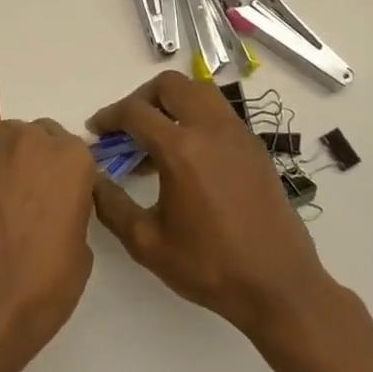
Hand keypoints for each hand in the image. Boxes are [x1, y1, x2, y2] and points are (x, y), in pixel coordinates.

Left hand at [0, 73, 96, 371]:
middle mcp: (33, 137)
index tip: (42, 192)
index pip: (66, 148)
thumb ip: (70, 211)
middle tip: (4, 184)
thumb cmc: (39, 288)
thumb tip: (53, 203)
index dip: (54, 171)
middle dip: (21, 151)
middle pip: (29, 130)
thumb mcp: (79, 252)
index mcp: (72, 161)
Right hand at [90, 71, 339, 342]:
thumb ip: (111, 205)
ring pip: (199, 92)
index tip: (96, 131)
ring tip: (158, 138)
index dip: (108, 116)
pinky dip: (197, 118)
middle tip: (128, 126)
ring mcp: (239, 135)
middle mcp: (211, 130)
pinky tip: (189, 157)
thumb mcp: (147, 243)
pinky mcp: (255, 148)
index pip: (135, 111)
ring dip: (172, 102)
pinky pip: (220, 113)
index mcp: (181, 150)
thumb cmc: (210, 266)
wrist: (280, 287)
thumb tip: (92, 178)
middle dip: (142, 98)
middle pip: (170, 85)